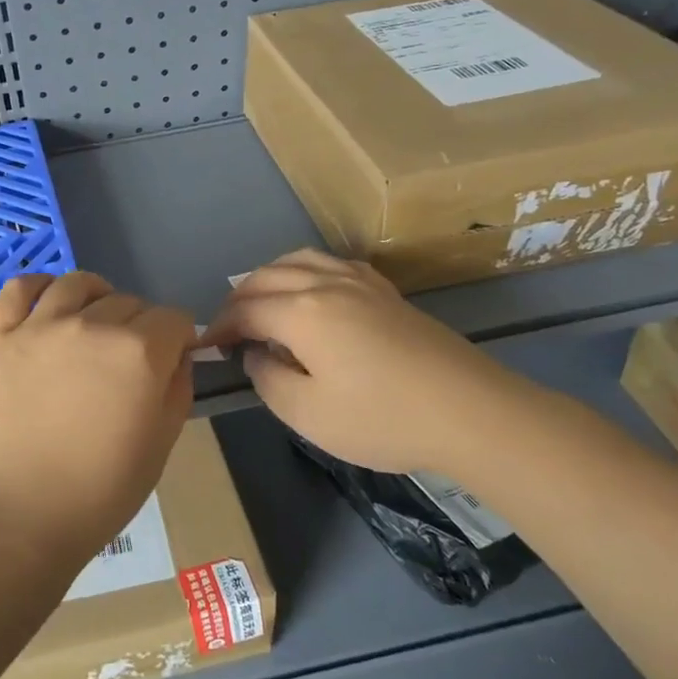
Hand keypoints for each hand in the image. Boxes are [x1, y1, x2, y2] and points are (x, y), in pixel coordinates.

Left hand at [0, 272, 195, 575]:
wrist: (14, 518)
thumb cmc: (96, 494)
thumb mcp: (160, 447)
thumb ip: (176, 390)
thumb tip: (177, 356)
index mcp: (139, 352)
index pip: (173, 318)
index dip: (178, 337)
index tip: (171, 359)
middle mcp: (92, 324)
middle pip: (129, 300)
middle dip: (140, 325)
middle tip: (128, 360)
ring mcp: (39, 325)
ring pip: (78, 284)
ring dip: (96, 297)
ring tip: (92, 322)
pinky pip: (20, 288)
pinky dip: (39, 286)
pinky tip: (47, 302)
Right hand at [202, 249, 527, 474]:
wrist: (469, 411)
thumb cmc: (381, 417)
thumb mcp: (307, 414)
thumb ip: (268, 379)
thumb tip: (256, 355)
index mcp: (301, 311)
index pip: (246, 310)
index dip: (222, 327)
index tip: (208, 348)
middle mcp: (325, 283)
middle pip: (267, 277)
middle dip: (239, 299)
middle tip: (229, 328)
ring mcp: (359, 282)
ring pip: (300, 260)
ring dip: (270, 277)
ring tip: (261, 302)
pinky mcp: (386, 291)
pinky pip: (332, 264)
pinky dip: (306, 271)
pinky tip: (312, 292)